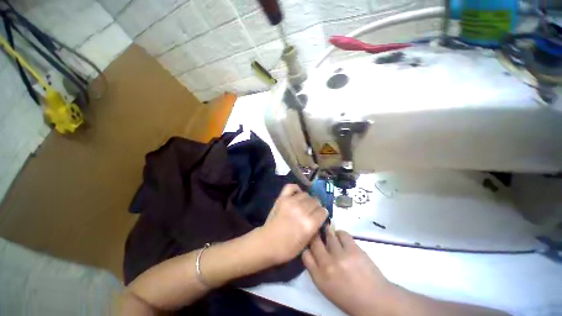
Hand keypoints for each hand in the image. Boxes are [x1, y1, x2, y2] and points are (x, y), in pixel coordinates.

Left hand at [259, 184, 327, 264]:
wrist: (267, 243)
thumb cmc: (287, 248)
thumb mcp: (306, 243)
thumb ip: (315, 228)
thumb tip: (320, 217)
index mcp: (309, 224)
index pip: (323, 211)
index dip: (322, 214)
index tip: (320, 217)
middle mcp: (301, 210)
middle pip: (315, 201)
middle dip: (316, 207)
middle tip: (311, 212)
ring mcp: (291, 202)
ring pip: (306, 194)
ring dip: (307, 199)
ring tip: (304, 205)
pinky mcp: (282, 198)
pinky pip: (291, 187)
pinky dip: (296, 189)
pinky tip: (297, 194)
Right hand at [303, 229, 394, 315]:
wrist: (375, 301)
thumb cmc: (349, 297)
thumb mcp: (326, 287)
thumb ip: (316, 270)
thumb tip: (312, 251)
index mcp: (319, 278)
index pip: (305, 254)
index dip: (307, 246)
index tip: (310, 243)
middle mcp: (327, 265)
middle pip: (314, 241)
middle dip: (315, 235)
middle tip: (317, 232)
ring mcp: (341, 255)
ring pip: (328, 235)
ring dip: (328, 232)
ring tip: (330, 233)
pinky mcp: (353, 249)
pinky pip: (342, 234)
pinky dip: (340, 234)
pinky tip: (341, 238)